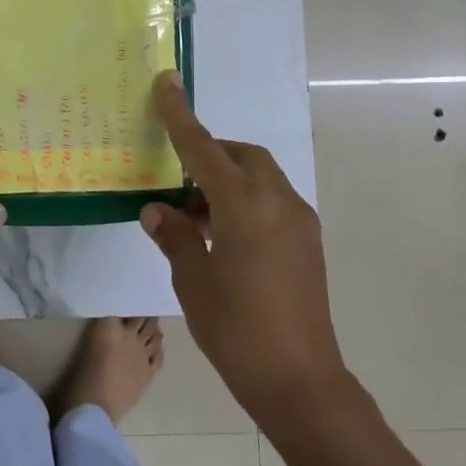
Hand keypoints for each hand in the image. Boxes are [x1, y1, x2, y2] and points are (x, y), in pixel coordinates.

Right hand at [139, 72, 349, 413]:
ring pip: (258, 177)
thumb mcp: (193, 281)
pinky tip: (220, 234)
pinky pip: (271, 200)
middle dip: (208, 152)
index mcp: (245, 206)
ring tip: (191, 213)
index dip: (180, 116)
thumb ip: (175, 235)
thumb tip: (157, 209)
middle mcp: (278, 202)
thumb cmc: (237, 330)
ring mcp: (299, 222)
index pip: (204, 148)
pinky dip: (243, 199)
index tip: (167, 82)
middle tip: (174, 177)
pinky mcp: (308, 242)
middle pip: (240, 155)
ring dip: (225, 179)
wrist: (301, 383)